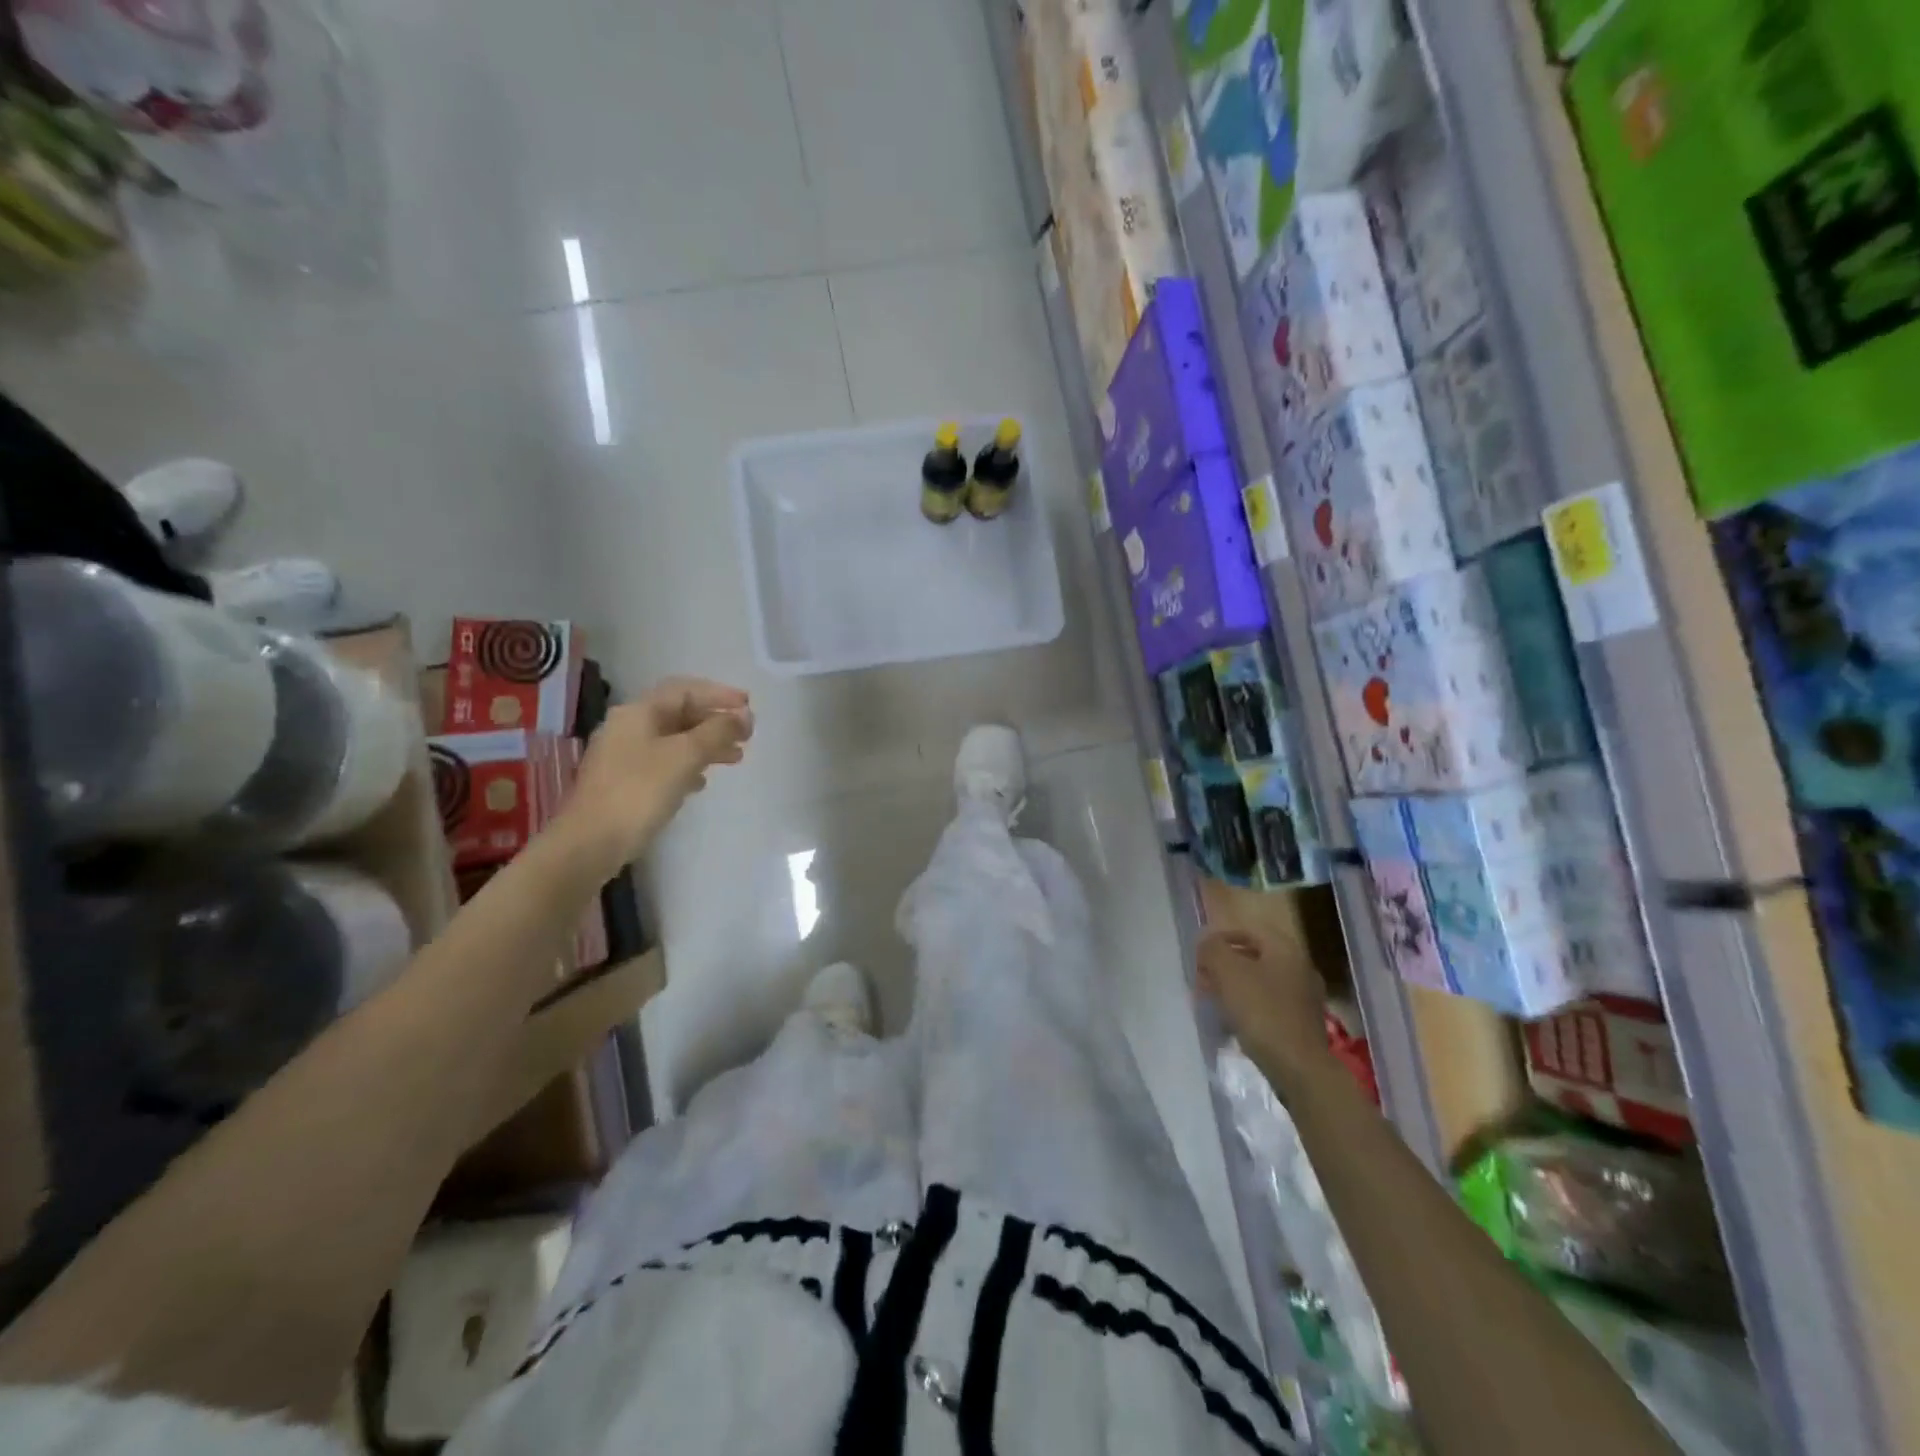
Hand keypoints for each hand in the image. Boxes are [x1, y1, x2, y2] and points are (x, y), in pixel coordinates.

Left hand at [560, 677, 752, 872]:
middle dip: (716, 722)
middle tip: (747, 735)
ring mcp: (624, 757)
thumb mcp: (685, 756)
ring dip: (707, 745)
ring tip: (736, 758)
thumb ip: (718, 732)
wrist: (590, 843)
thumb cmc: (639, 792)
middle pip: (680, 714)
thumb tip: (744, 716)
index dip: (719, 694)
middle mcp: (629, 728)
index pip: (685, 690)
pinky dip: (689, 766)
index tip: (749, 706)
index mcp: (639, 713)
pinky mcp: (625, 783)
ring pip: (675, 741)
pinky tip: (702, 782)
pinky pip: (664, 764)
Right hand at [1196, 927, 1330, 1086]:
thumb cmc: (1261, 1011)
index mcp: (1285, 949)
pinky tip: (1234, 1022)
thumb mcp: (1227, 972)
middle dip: (1224, 965)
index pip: (1248, 930)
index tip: (1199, 957)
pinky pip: (1269, 1004)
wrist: (1299, 1068)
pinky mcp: (1302, 1023)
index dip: (1219, 939)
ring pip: (1260, 981)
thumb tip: (1207, 944)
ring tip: (1213, 1002)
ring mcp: (1304, 997)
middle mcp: (1300, 967)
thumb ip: (1212, 949)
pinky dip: (1249, 1006)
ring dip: (1234, 987)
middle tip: (1203, 981)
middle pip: (1254, 956)